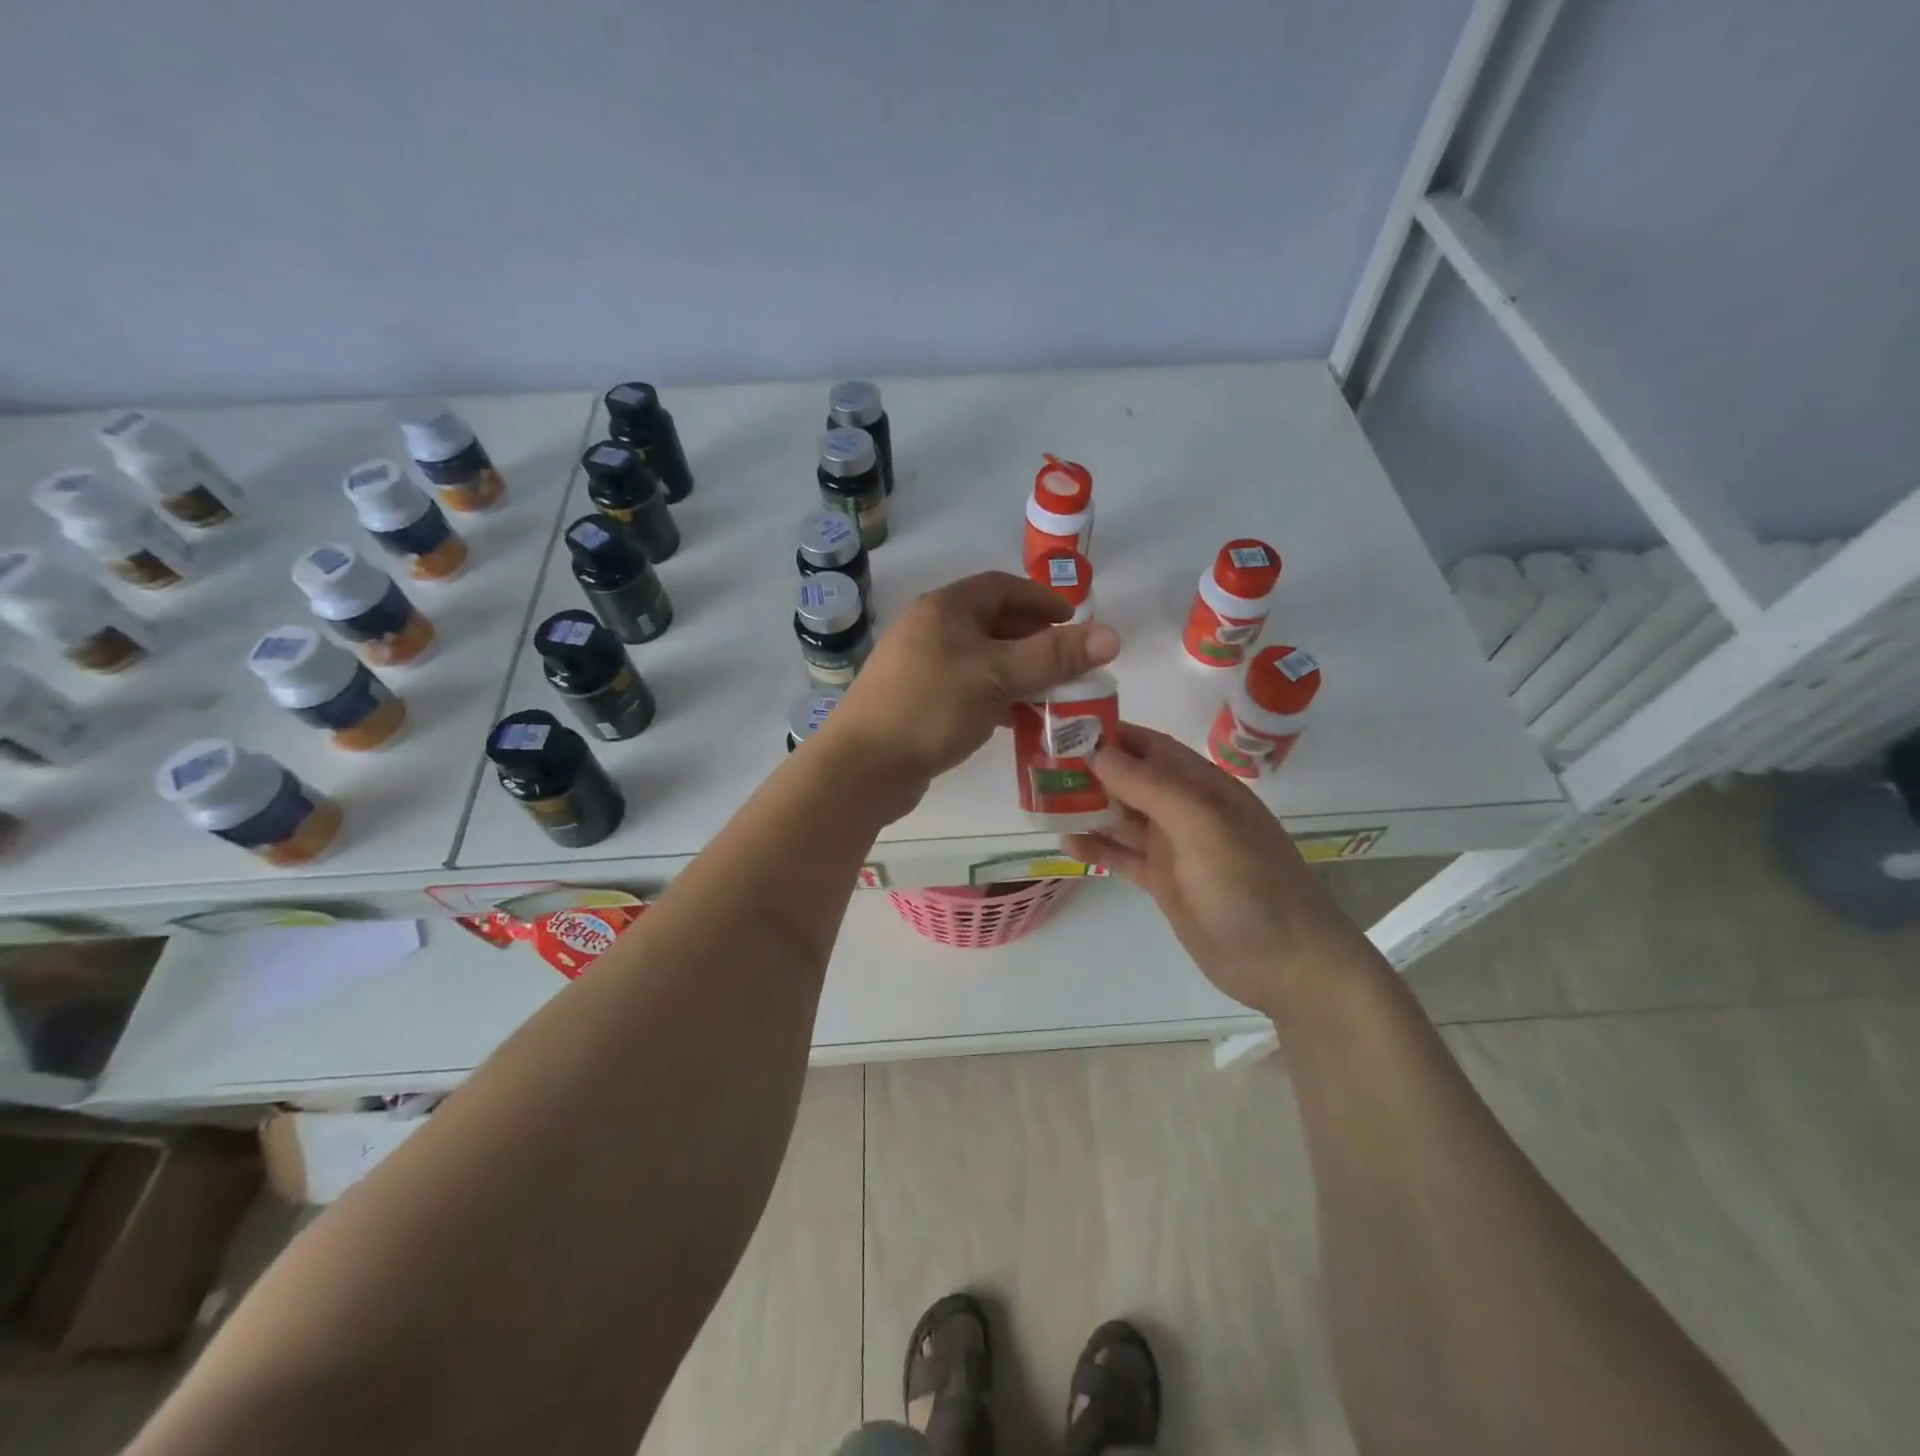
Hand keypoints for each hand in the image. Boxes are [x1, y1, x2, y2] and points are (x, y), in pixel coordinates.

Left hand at [822, 572, 1121, 818]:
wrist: (864, 767)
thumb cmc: (931, 708)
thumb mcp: (997, 676)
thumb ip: (1053, 656)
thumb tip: (1112, 635)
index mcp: (944, 609)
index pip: (1001, 587)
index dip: (1041, 599)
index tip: (1075, 620)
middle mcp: (929, 631)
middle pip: (992, 624)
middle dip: (1035, 640)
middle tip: (1070, 662)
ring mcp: (920, 668)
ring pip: (982, 661)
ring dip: (1019, 673)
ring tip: (1054, 693)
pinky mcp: (918, 704)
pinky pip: (968, 690)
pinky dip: (997, 698)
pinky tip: (1018, 720)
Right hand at [1063, 724, 1363, 1015]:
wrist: (1286, 964)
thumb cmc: (1249, 884)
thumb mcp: (1202, 826)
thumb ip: (1151, 787)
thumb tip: (1098, 750)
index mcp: (1202, 786)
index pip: (1149, 746)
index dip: (1110, 734)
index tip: (1063, 728)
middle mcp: (1185, 810)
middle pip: (1129, 779)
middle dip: (1089, 770)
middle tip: (1040, 767)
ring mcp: (1173, 847)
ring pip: (1121, 816)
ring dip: (1087, 807)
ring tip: (1043, 802)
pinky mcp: (1163, 882)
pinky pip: (1122, 856)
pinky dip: (1096, 848)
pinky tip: (1067, 843)